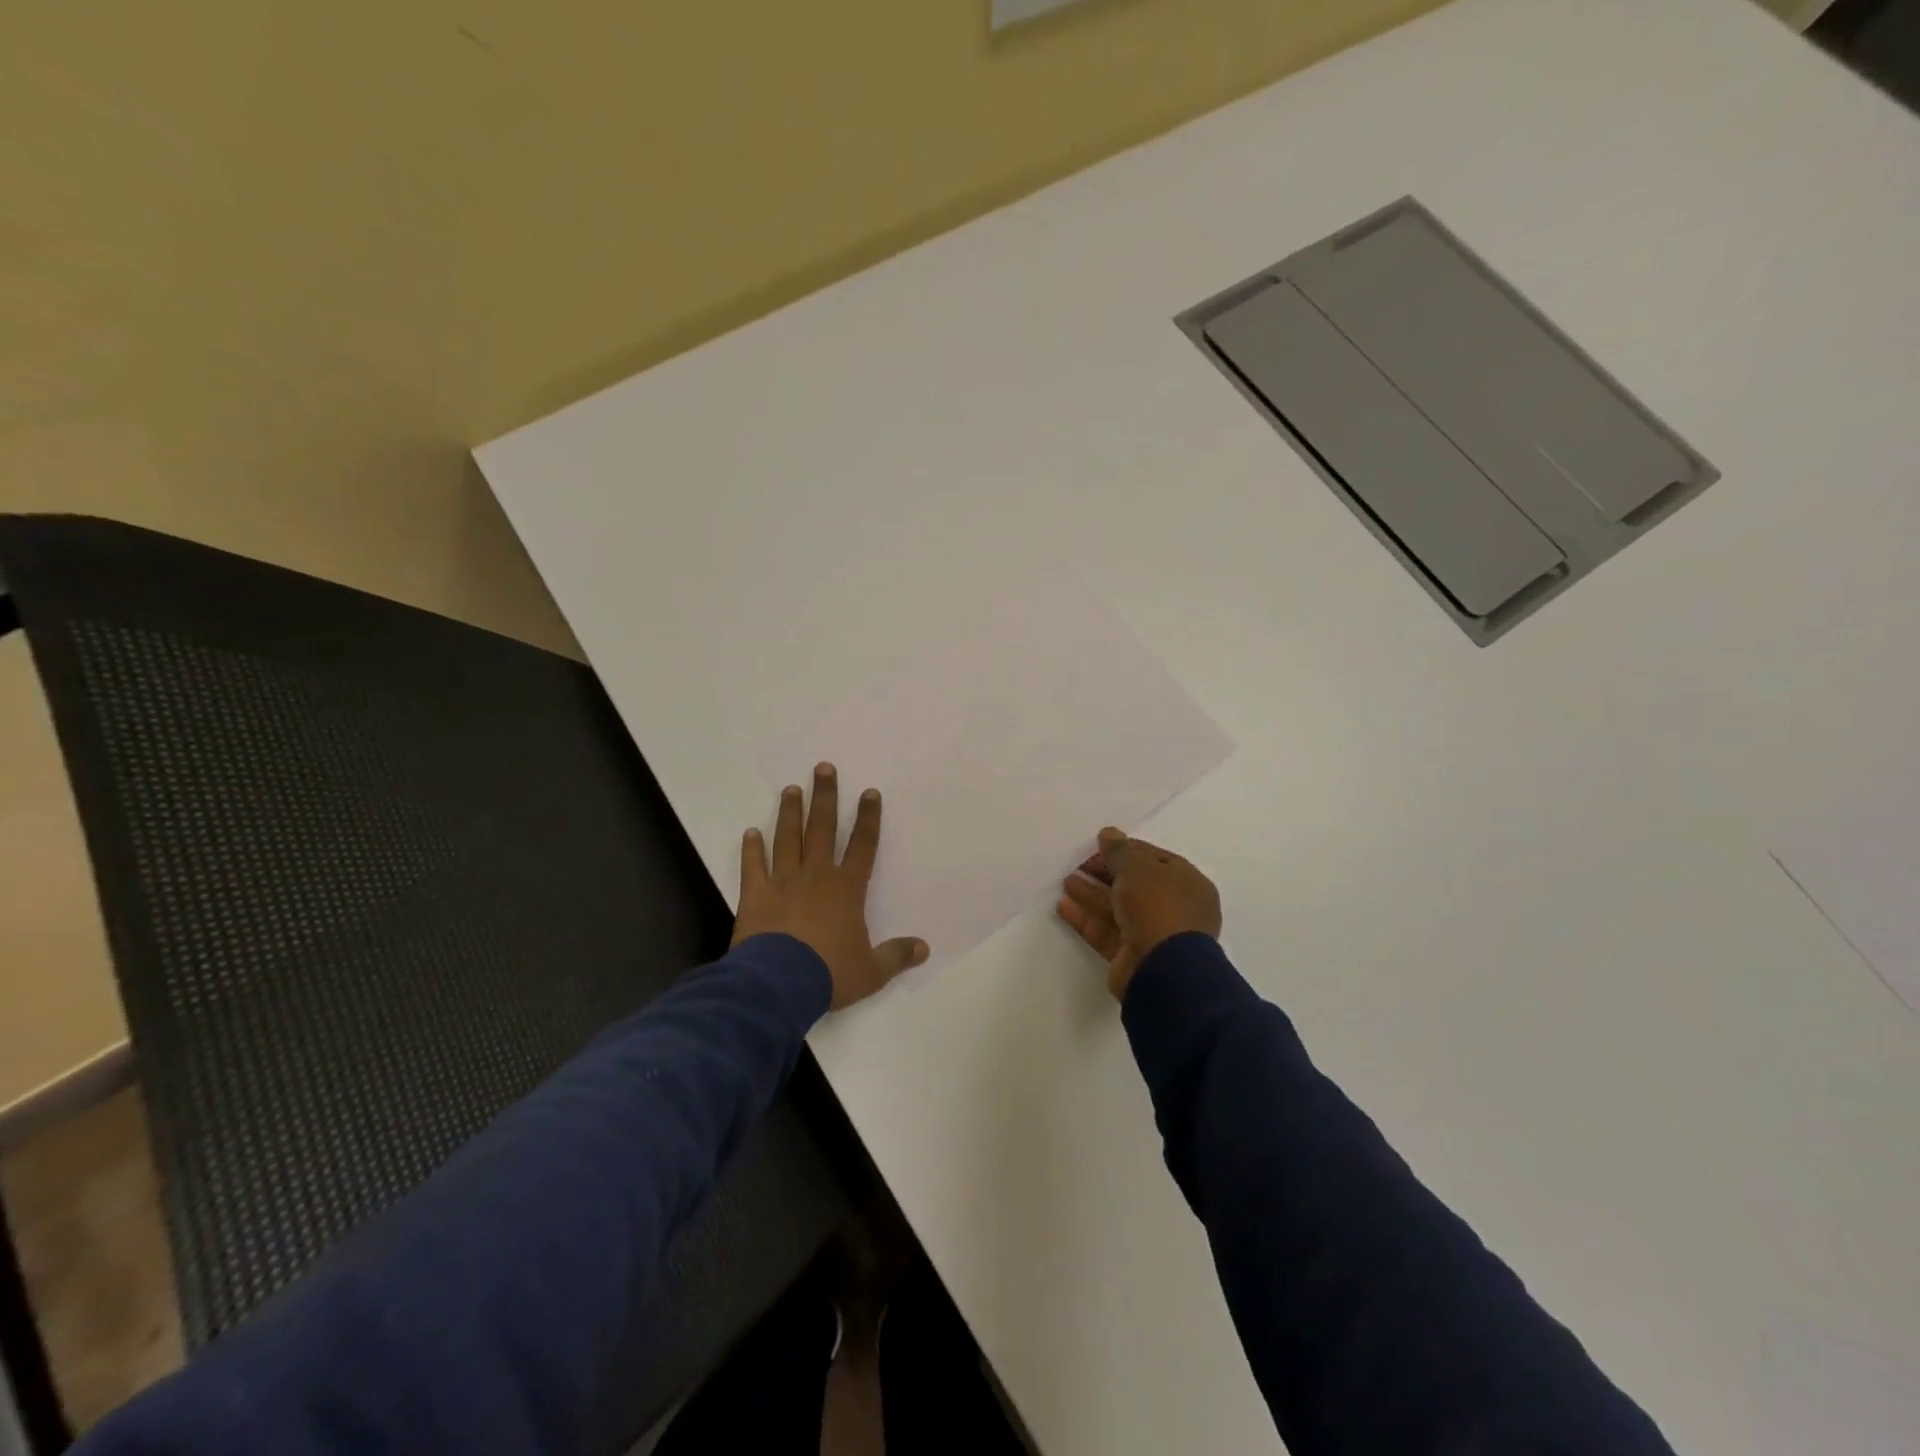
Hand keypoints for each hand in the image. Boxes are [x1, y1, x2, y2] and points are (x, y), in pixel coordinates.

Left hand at [733, 763, 928, 1009]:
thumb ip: (896, 956)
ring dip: (790, 813)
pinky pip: (754, 866)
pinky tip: (750, 832)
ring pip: (788, 839)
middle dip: (825, 797)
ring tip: (791, 790)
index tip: (869, 793)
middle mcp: (816, 875)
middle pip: (822, 829)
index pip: (863, 845)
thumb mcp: (871, 971)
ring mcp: (783, 882)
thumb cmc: (829, 973)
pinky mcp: (756, 895)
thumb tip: (924, 948)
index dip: (868, 818)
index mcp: (847, 889)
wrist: (778, 983)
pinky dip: (752, 849)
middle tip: (823, 769)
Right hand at [1058, 827, 1221, 1000]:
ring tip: (1066, 881)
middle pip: (1134, 885)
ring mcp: (1153, 934)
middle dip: (1106, 873)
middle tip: (1078, 863)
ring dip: (1092, 894)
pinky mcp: (1131, 956)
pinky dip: (1086, 918)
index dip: (1127, 850)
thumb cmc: (1158, 907)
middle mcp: (1174, 909)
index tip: (1099, 845)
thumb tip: (1108, 833)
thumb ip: (1119, 850)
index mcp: (1187, 884)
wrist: (1163, 970)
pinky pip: (1106, 932)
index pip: (1155, 860)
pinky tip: (1063, 906)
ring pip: (1118, 909)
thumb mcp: (1137, 869)